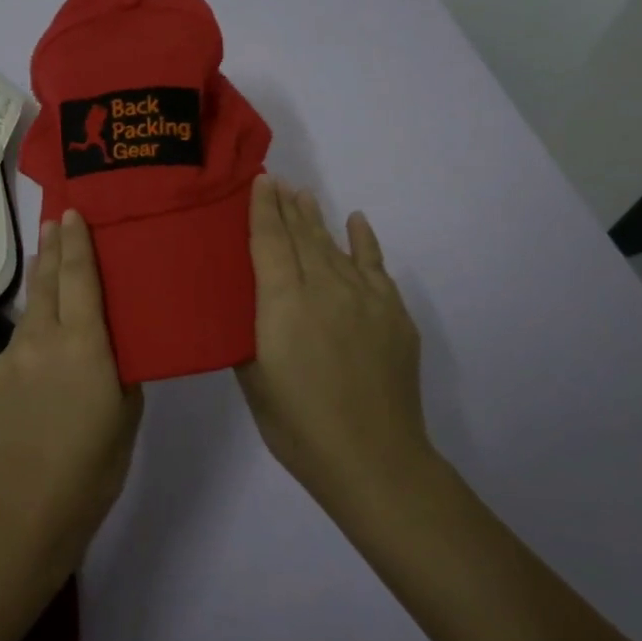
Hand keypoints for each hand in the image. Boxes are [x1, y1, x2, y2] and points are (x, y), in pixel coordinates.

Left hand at [0, 208, 143, 578]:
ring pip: (33, 305)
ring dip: (43, 278)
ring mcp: (14, 355)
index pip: (79, 276)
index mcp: (83, 343)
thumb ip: (120, 367)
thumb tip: (112, 345)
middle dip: (53, 247)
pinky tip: (44, 327)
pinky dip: (36, 318)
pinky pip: (22, 334)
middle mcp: (43, 337)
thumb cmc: (93, 466)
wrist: (24, 511)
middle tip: (56, 219)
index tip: (73, 211)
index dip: (76, 241)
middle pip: (48, 279)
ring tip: (51, 258)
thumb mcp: (127, 413)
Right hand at [237, 176, 432, 516]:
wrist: (374, 460)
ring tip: (305, 195)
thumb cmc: (298, 426)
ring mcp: (365, 298)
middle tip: (277, 180)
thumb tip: (248, 305)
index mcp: (283, 303)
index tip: (259, 180)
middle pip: (302, 236)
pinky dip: (365, 241)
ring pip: (334, 246)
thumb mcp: (253, 379)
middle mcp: (324, 288)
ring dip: (317, 219)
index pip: (269, 242)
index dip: (262, 209)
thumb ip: (248, 332)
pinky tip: (357, 221)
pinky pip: (376, 266)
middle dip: (287, 206)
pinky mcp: (393, 314)